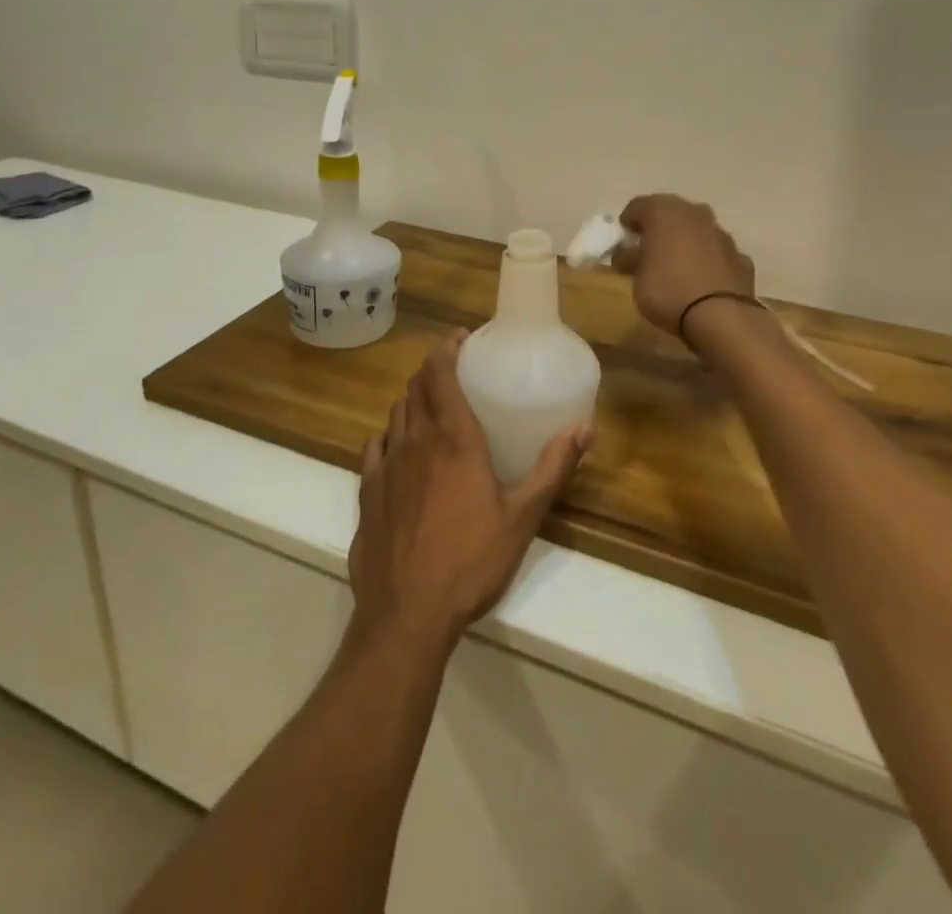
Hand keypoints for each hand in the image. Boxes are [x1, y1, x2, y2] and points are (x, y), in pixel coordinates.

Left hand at [350, 332, 590, 651]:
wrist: (406, 614)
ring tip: (430, 405)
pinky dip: (388, 435)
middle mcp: (416, 441)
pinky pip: (374, 447)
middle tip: (453, 368)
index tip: (460, 337)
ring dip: (412, 400)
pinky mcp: (366, 492)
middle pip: (416, 388)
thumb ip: (552, 468)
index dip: (447, 349)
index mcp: (454, 440)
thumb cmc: (471, 562)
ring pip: (395, 414)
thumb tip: (585, 428)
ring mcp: (386, 466)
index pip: (441, 375)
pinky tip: (397, 446)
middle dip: (432, 370)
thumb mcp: (522, 517)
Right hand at [613, 194, 755, 335]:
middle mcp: (695, 214)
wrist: (720, 316)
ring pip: (697, 231)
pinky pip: (717, 253)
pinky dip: (708, 261)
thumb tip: (627, 254)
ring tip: (676, 266)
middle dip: (658, 229)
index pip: (638, 206)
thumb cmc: (667, 290)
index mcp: (664, 212)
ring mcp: (721, 234)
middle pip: (671, 214)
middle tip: (647, 250)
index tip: (623, 240)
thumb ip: (630, 259)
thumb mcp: (636, 278)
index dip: (628, 222)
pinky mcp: (740, 257)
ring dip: (686, 242)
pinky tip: (702, 280)